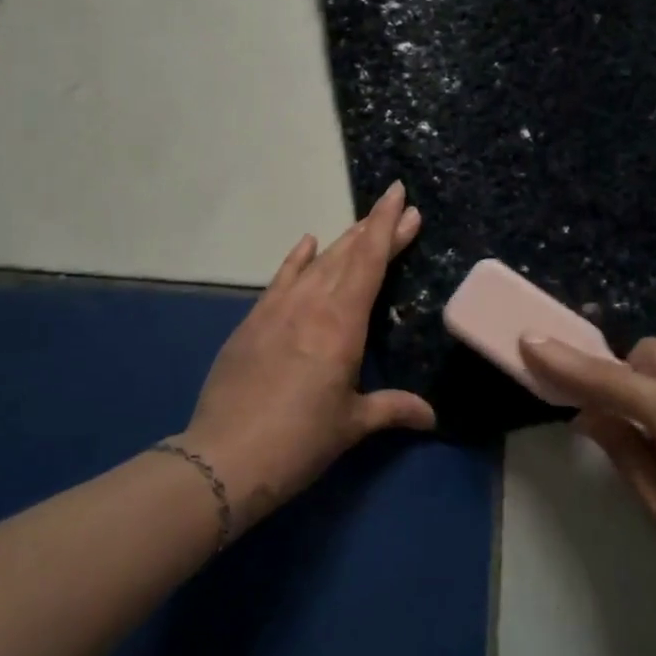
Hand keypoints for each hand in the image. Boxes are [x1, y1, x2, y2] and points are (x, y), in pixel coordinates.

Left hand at [178, 183, 435, 530]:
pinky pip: (281, 278)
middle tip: (397, 206)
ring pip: (317, 262)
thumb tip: (431, 415)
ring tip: (363, 224)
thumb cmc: (299, 441)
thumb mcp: (351, 424)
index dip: (388, 227)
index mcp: (342, 324)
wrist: (225, 457)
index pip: (370, 262)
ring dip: (343, 241)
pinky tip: (307, 242)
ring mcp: (278, 308)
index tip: (402, 199)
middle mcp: (311, 304)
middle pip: (348, 254)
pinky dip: (297, 258)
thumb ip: (392, 409)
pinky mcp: (253, 320)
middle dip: (374, 228)